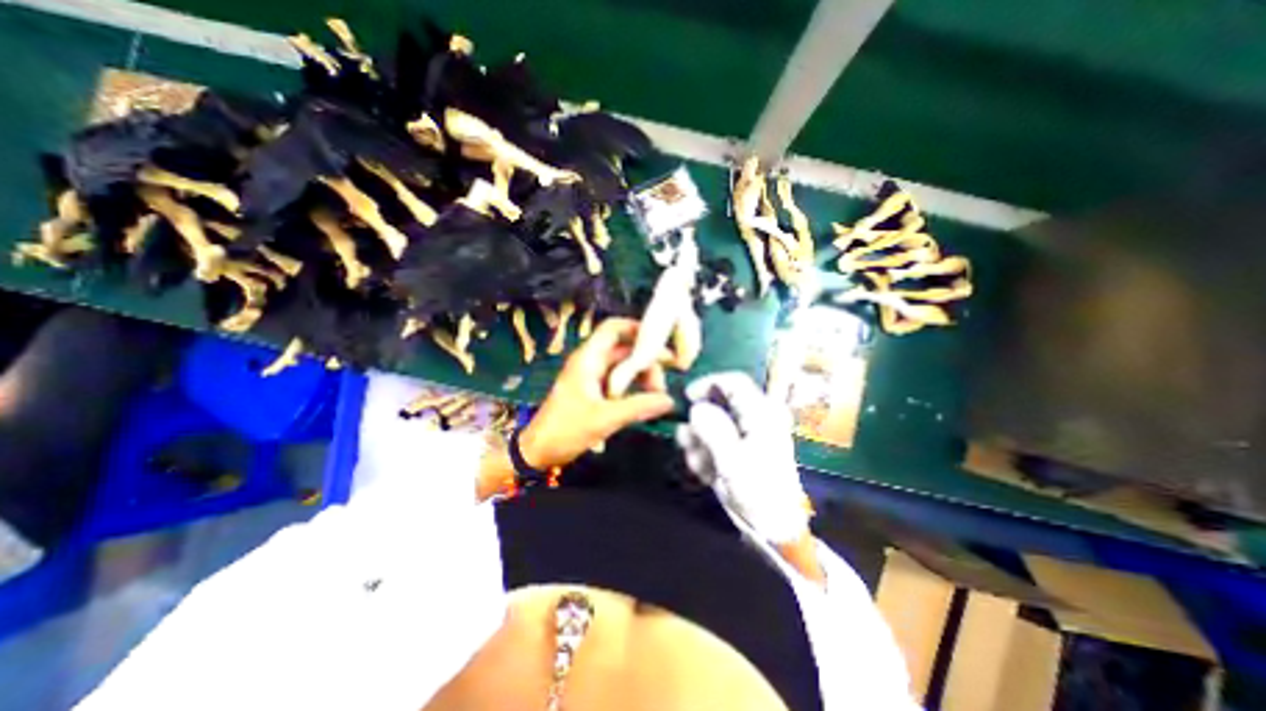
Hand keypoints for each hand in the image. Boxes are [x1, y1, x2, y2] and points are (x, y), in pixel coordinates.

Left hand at [520, 320, 677, 470]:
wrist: (539, 451)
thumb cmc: (566, 430)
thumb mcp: (604, 418)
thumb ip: (638, 407)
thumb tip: (669, 400)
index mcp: (588, 358)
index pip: (614, 328)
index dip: (637, 328)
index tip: (662, 342)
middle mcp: (591, 362)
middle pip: (625, 349)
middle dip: (646, 362)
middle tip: (662, 386)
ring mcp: (593, 376)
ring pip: (624, 366)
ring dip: (641, 377)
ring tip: (656, 397)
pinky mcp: (595, 391)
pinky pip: (620, 381)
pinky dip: (633, 388)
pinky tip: (645, 402)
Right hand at [678, 372, 803, 543]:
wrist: (773, 528)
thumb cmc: (758, 492)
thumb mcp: (733, 460)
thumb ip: (714, 429)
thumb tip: (697, 407)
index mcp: (761, 413)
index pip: (734, 381)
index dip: (708, 384)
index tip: (687, 398)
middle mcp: (755, 418)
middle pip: (718, 404)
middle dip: (699, 424)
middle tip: (688, 444)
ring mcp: (747, 434)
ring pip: (712, 424)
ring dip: (699, 443)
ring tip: (700, 466)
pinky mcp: (738, 450)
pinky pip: (714, 441)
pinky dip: (706, 455)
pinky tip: (707, 473)